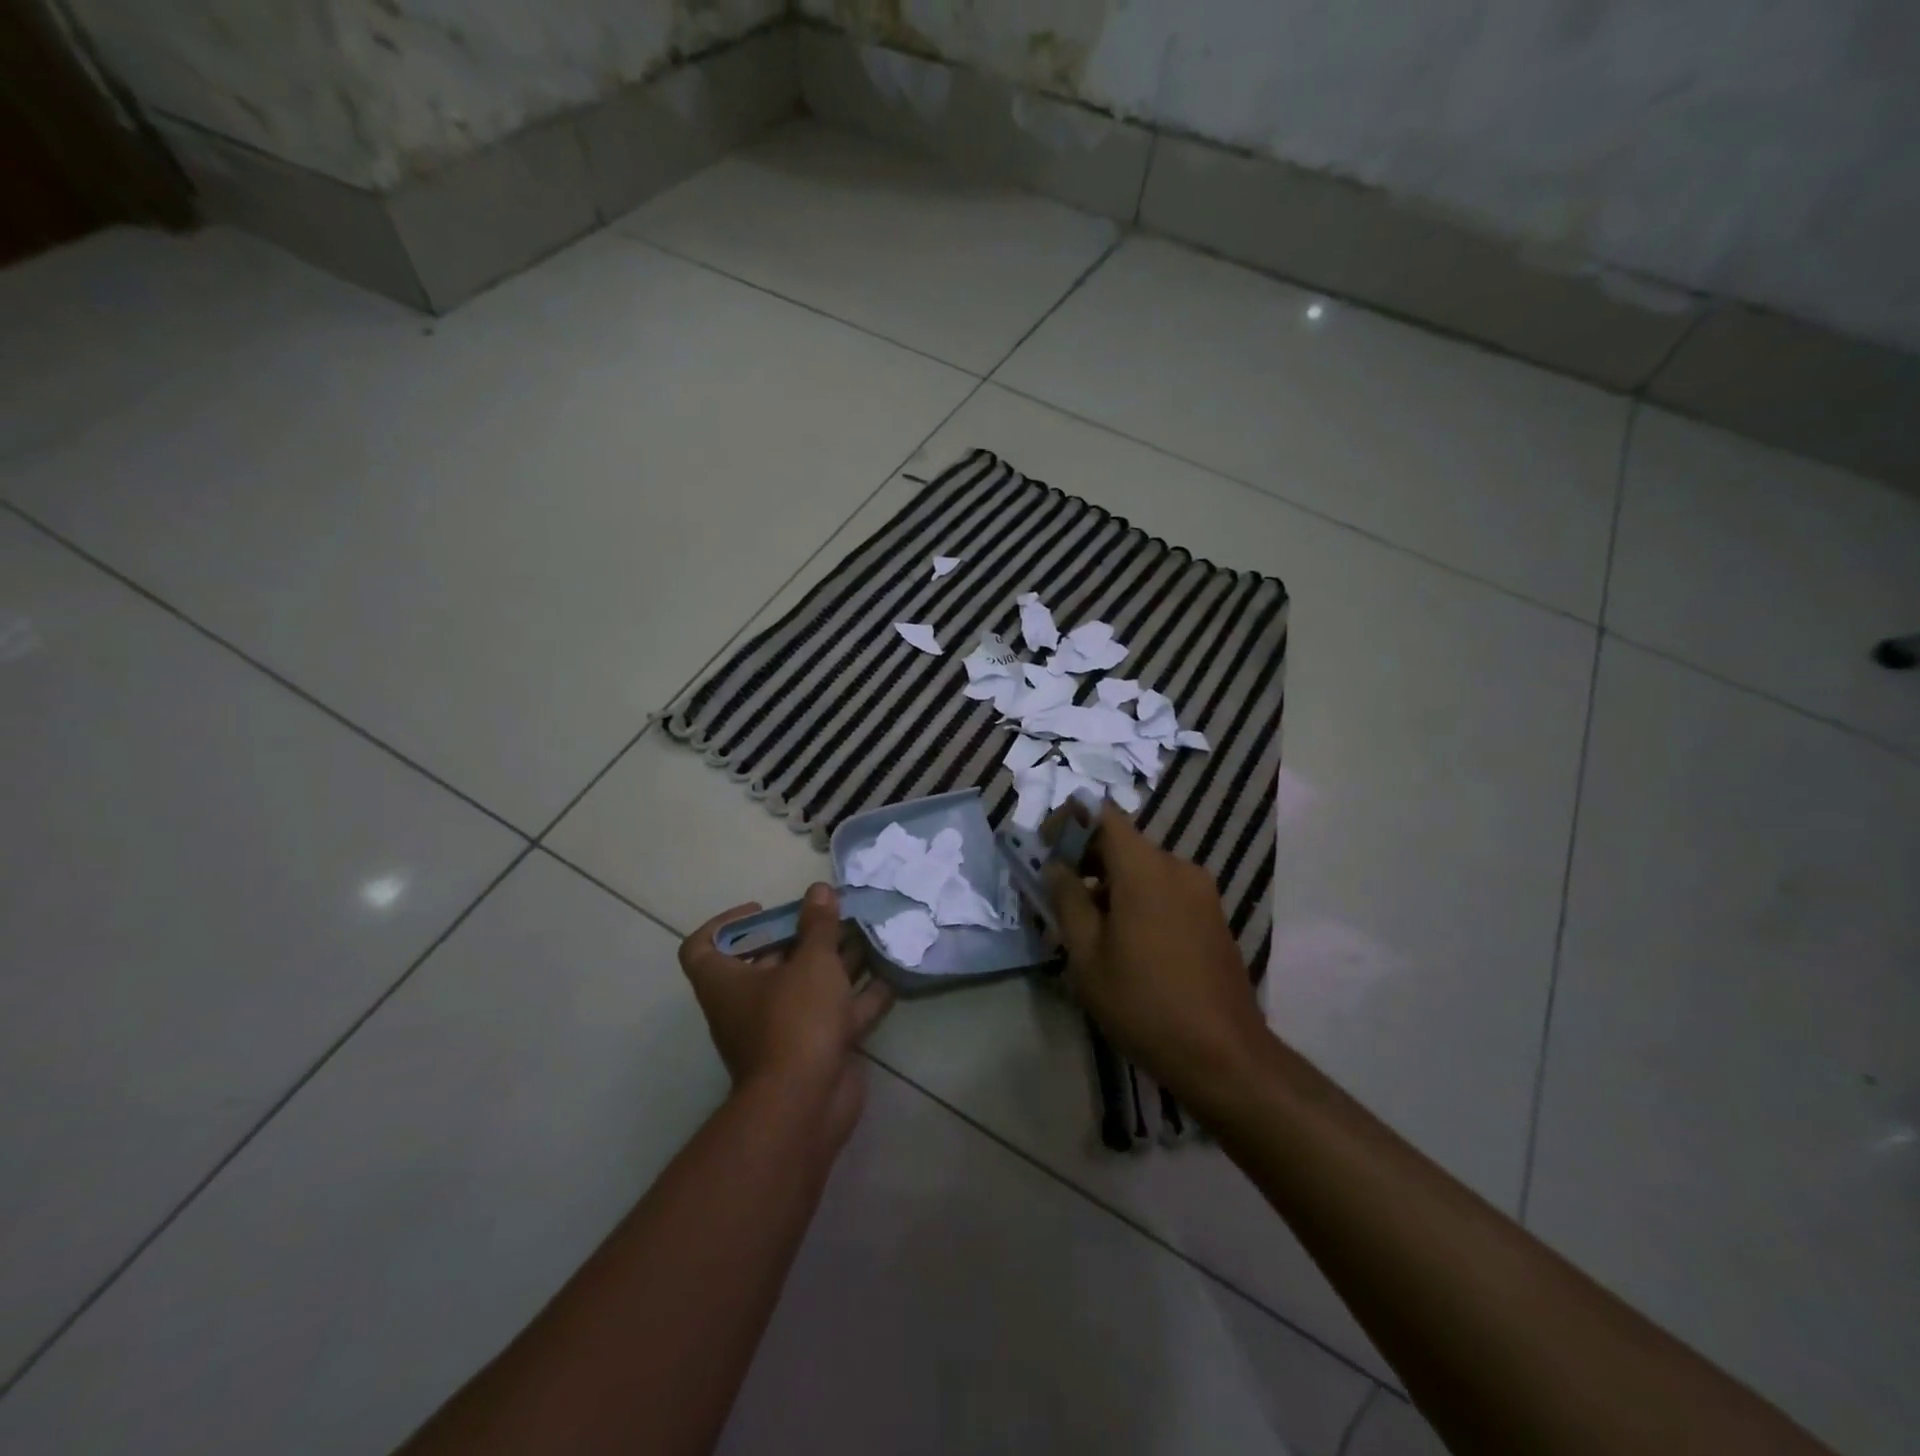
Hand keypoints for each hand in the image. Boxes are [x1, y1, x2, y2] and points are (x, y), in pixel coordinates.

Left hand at [680, 885, 893, 1146]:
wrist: (806, 1105)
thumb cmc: (795, 1020)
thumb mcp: (811, 962)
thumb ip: (819, 925)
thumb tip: (819, 891)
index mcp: (727, 982)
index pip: (703, 947)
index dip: (727, 924)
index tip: (763, 910)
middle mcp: (749, 1005)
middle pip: (770, 961)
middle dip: (805, 936)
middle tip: (835, 914)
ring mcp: (784, 1030)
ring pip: (810, 987)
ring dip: (839, 962)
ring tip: (869, 934)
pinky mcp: (815, 1049)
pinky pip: (837, 1014)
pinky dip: (860, 995)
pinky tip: (889, 974)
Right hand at [1042, 804, 1268, 1103]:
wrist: (1224, 1055)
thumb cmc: (1144, 1003)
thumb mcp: (1087, 956)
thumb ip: (1067, 900)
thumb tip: (1056, 866)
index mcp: (1145, 868)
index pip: (1102, 815)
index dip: (1069, 823)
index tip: (1046, 852)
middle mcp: (1178, 867)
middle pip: (1123, 842)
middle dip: (1087, 858)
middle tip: (1060, 896)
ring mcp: (1202, 892)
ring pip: (1145, 868)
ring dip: (1112, 882)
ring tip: (1090, 927)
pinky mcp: (1213, 916)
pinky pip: (1166, 889)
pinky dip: (1139, 898)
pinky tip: (1127, 942)